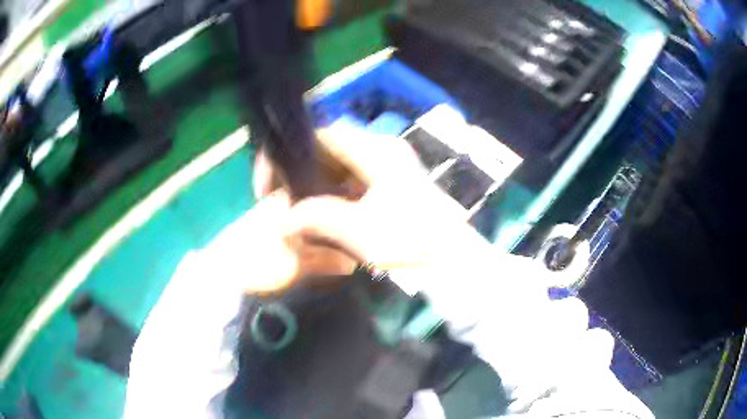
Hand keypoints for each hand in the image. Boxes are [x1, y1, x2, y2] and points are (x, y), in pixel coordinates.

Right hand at [280, 121, 495, 274]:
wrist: (453, 263)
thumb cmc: (411, 243)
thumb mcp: (358, 231)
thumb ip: (314, 218)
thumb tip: (280, 220)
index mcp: (377, 151)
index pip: (325, 134)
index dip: (292, 151)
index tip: (273, 179)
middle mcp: (383, 150)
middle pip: (331, 149)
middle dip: (302, 171)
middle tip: (282, 198)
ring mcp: (389, 167)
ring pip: (340, 166)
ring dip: (316, 185)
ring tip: (298, 210)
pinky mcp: (392, 185)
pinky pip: (352, 182)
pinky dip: (333, 195)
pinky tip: (323, 217)